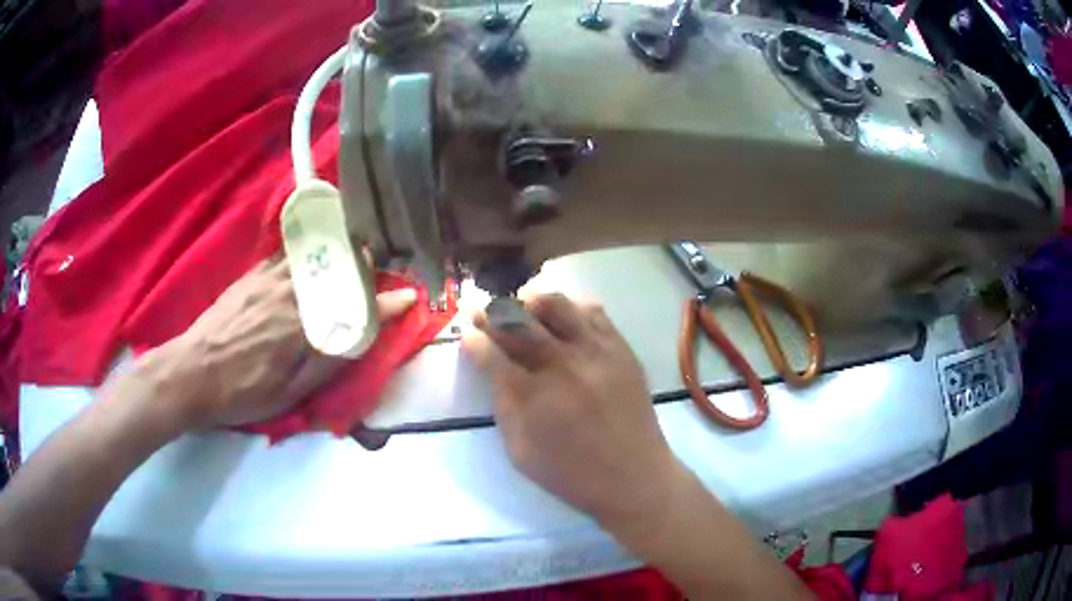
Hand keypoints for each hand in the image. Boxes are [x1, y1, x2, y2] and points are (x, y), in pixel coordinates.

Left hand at [148, 259, 415, 428]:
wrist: (192, 372)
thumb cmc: (243, 391)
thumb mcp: (289, 392)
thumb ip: (327, 361)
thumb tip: (362, 338)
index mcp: (304, 324)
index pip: (357, 308)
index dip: (387, 304)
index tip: (409, 297)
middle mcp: (291, 292)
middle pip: (337, 269)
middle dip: (364, 262)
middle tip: (380, 260)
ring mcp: (269, 279)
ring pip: (313, 255)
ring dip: (337, 248)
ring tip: (353, 244)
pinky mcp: (251, 275)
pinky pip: (286, 254)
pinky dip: (305, 249)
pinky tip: (310, 249)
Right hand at [462, 293, 682, 532]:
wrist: (634, 477)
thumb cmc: (572, 473)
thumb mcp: (520, 451)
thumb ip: (502, 405)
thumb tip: (490, 366)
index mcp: (534, 394)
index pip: (493, 353)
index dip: (475, 339)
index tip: (467, 333)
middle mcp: (564, 363)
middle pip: (520, 320)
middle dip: (494, 312)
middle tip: (483, 312)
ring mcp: (597, 352)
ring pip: (558, 305)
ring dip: (531, 302)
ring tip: (521, 307)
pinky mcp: (621, 350)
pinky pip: (594, 313)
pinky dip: (571, 309)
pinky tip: (562, 319)